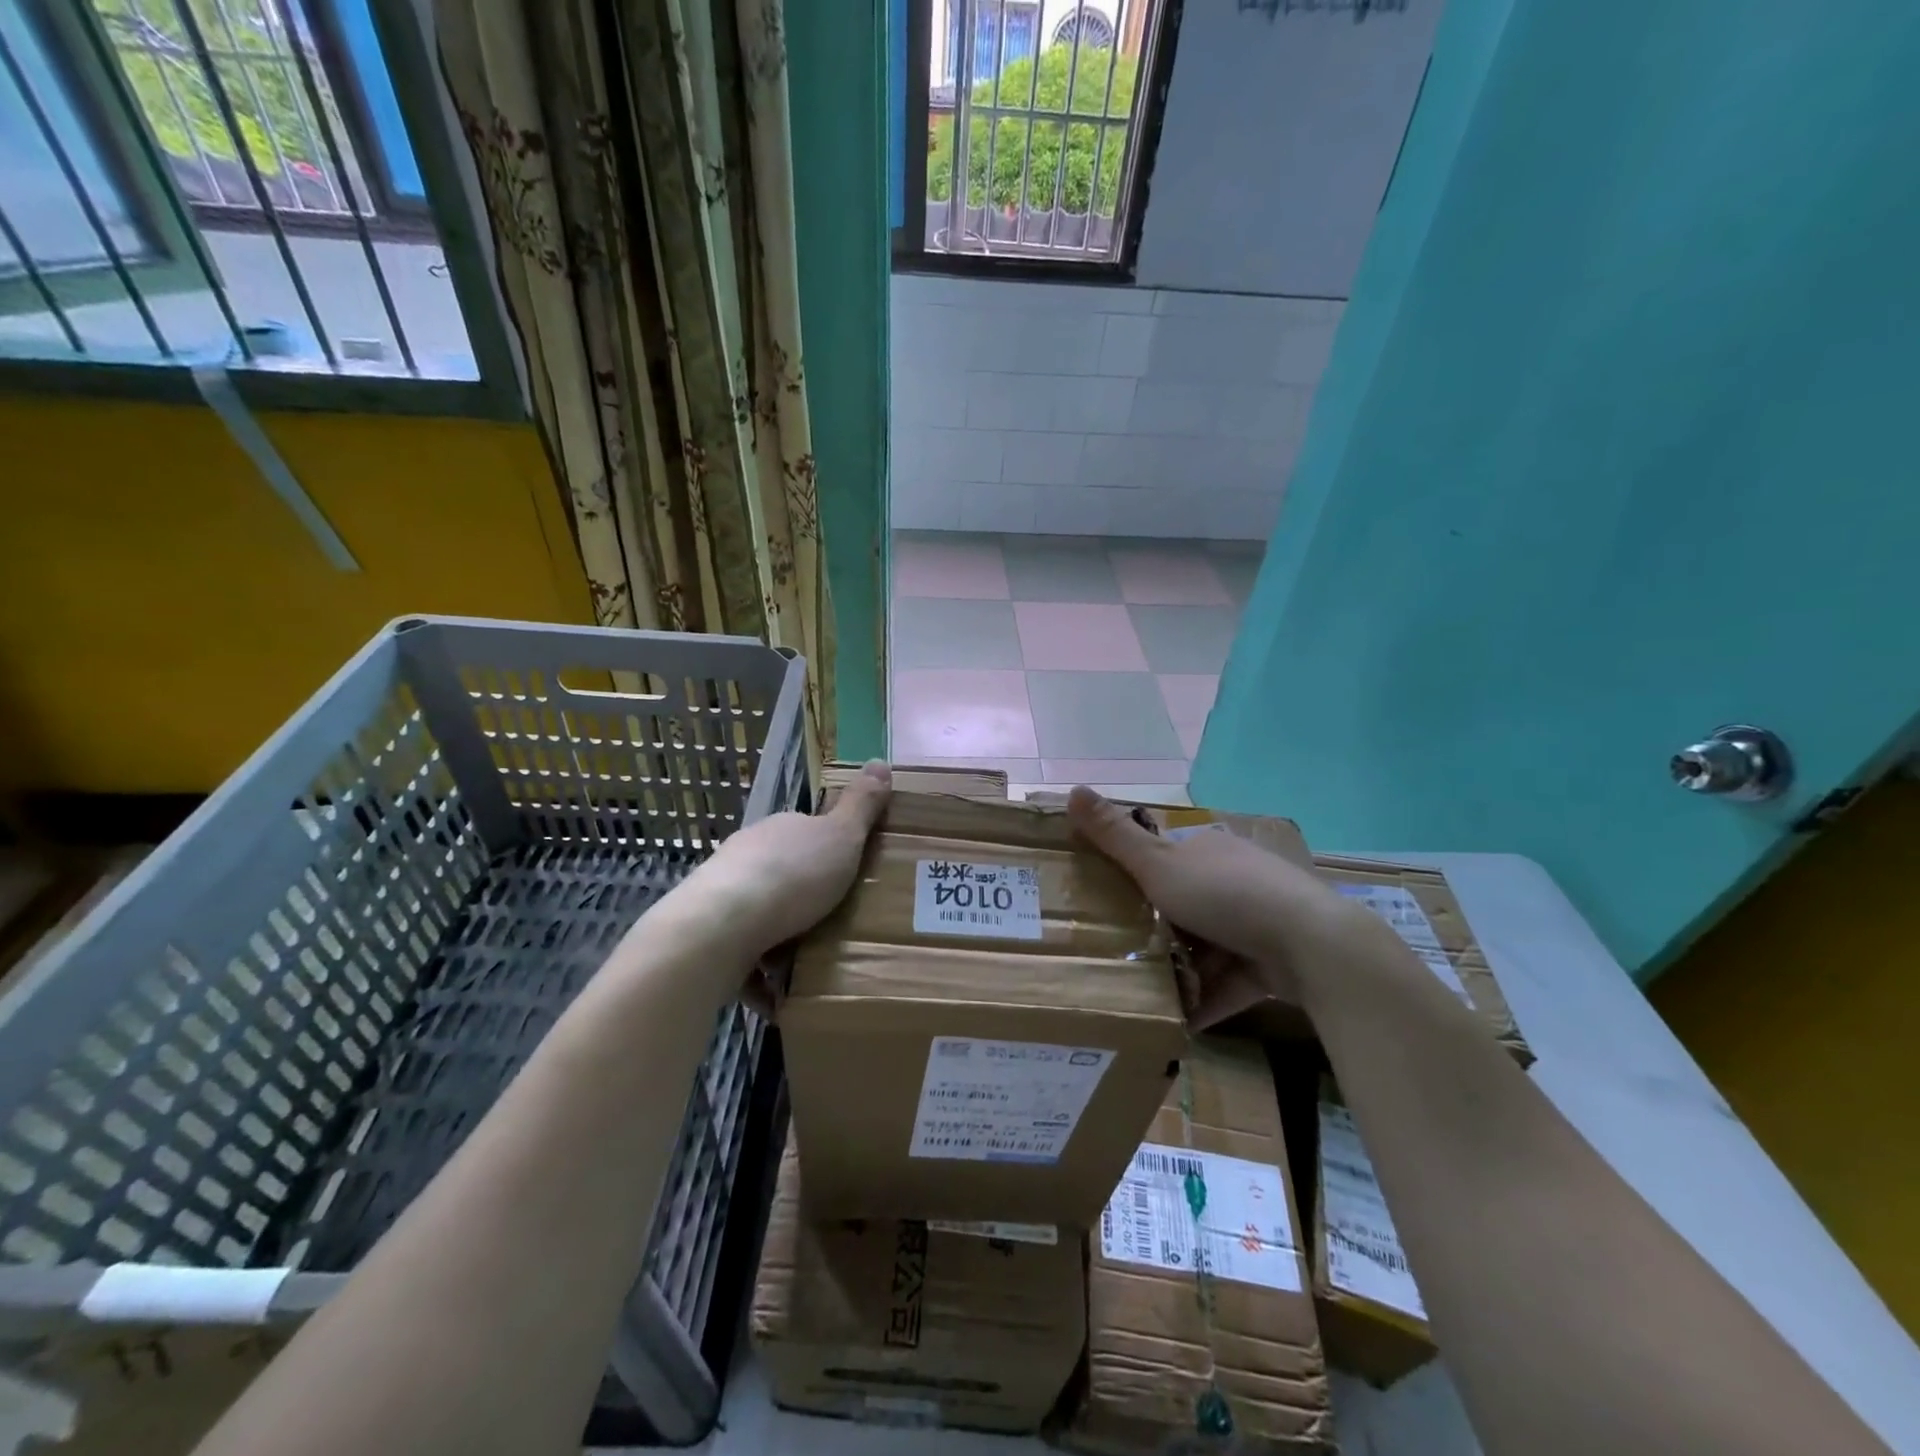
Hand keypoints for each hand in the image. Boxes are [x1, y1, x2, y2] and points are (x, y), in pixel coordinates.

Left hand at [671, 761, 892, 971]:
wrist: (720, 927)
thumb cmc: (792, 877)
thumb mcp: (842, 837)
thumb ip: (861, 805)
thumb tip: (881, 761)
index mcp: (778, 830)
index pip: (805, 832)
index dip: (828, 852)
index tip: (848, 878)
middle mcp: (746, 855)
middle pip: (781, 873)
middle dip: (804, 897)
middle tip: (836, 924)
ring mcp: (721, 894)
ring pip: (758, 914)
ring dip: (780, 936)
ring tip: (811, 964)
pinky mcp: (707, 936)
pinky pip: (740, 957)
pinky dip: (759, 976)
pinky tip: (780, 997)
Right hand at [1066, 785, 1348, 1027]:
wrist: (1310, 946)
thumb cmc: (1225, 895)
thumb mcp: (1158, 864)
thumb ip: (1114, 835)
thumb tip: (1071, 788)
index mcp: (1208, 851)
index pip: (1165, 859)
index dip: (1136, 878)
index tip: (1106, 903)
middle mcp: (1235, 879)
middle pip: (1184, 905)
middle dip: (1157, 930)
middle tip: (1119, 952)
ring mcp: (1259, 922)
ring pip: (1207, 946)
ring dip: (1181, 969)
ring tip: (1142, 993)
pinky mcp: (1274, 963)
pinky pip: (1230, 981)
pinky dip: (1207, 998)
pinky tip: (1179, 1021)